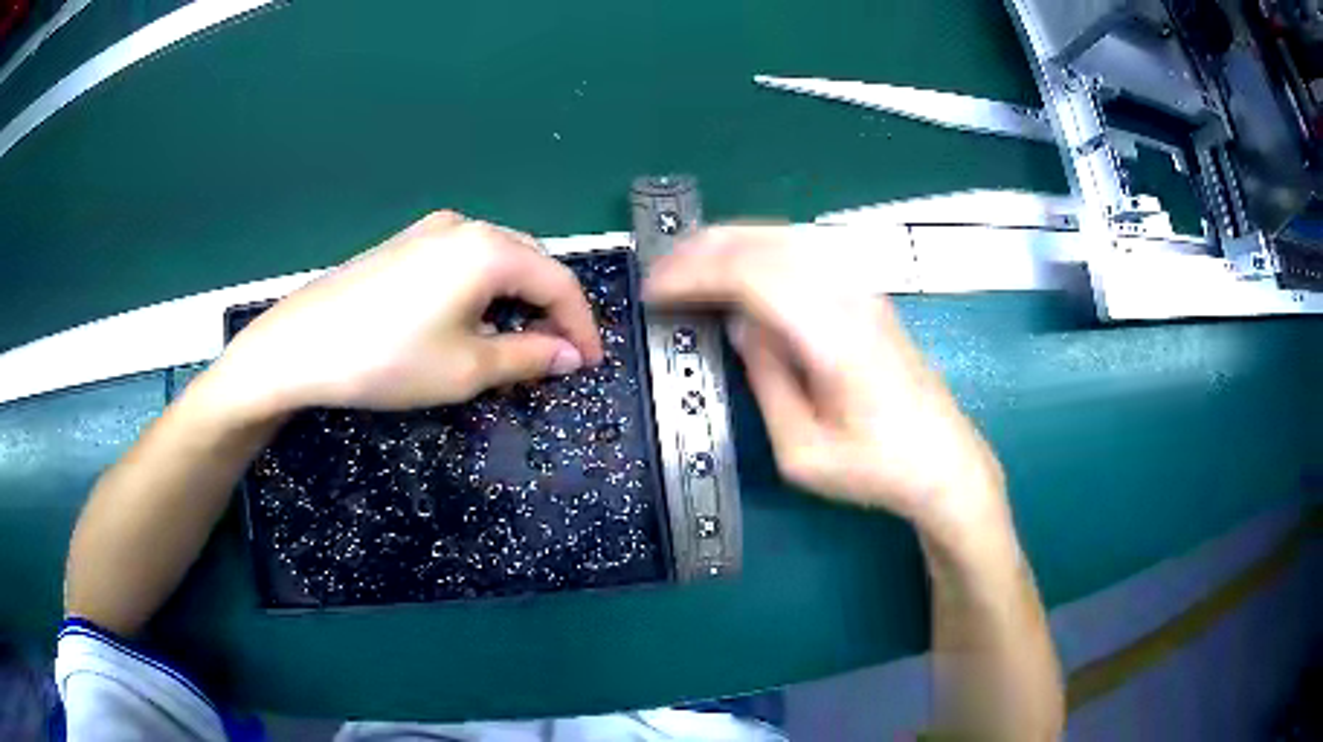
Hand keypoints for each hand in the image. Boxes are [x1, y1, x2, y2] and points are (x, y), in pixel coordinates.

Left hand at [213, 211, 603, 416]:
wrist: (299, 346)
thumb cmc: (388, 359)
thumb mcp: (466, 369)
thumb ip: (528, 357)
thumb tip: (570, 356)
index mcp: (489, 249)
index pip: (559, 281)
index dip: (582, 325)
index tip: (590, 363)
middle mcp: (465, 226)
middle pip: (531, 263)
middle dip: (551, 309)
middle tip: (556, 356)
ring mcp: (430, 230)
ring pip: (497, 260)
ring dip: (517, 299)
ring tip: (516, 342)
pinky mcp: (405, 243)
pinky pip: (464, 261)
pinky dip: (484, 290)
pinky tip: (470, 320)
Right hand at [643, 225, 1007, 538]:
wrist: (944, 460)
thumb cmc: (876, 468)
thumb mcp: (803, 451)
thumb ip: (767, 381)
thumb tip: (741, 327)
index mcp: (833, 338)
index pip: (753, 277)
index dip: (696, 275)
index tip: (654, 291)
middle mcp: (850, 299)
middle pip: (768, 243)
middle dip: (705, 249)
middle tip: (661, 269)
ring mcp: (864, 290)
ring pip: (788, 238)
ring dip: (732, 241)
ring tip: (690, 261)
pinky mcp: (868, 295)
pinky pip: (806, 251)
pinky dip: (762, 248)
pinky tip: (742, 264)